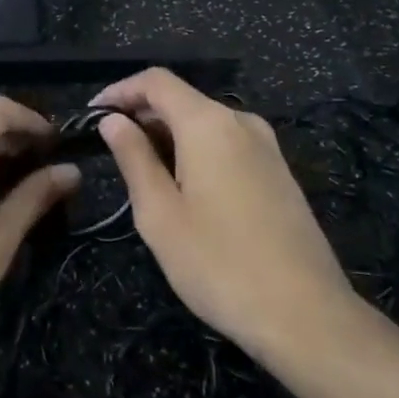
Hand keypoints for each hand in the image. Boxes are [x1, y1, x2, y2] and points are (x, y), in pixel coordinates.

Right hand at [94, 69, 357, 366]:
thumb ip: (133, 157)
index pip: (156, 81)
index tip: (91, 116)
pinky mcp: (278, 172)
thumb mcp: (159, 213)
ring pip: (205, 123)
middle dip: (142, 116)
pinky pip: (227, 143)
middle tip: (110, 151)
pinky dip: (196, 151)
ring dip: (168, 136)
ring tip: (142, 174)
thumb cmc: (219, 264)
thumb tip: (114, 121)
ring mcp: (266, 146)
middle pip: (181, 99)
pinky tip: (184, 189)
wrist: (307, 316)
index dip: (119, 91)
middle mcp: (241, 121)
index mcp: (208, 123)